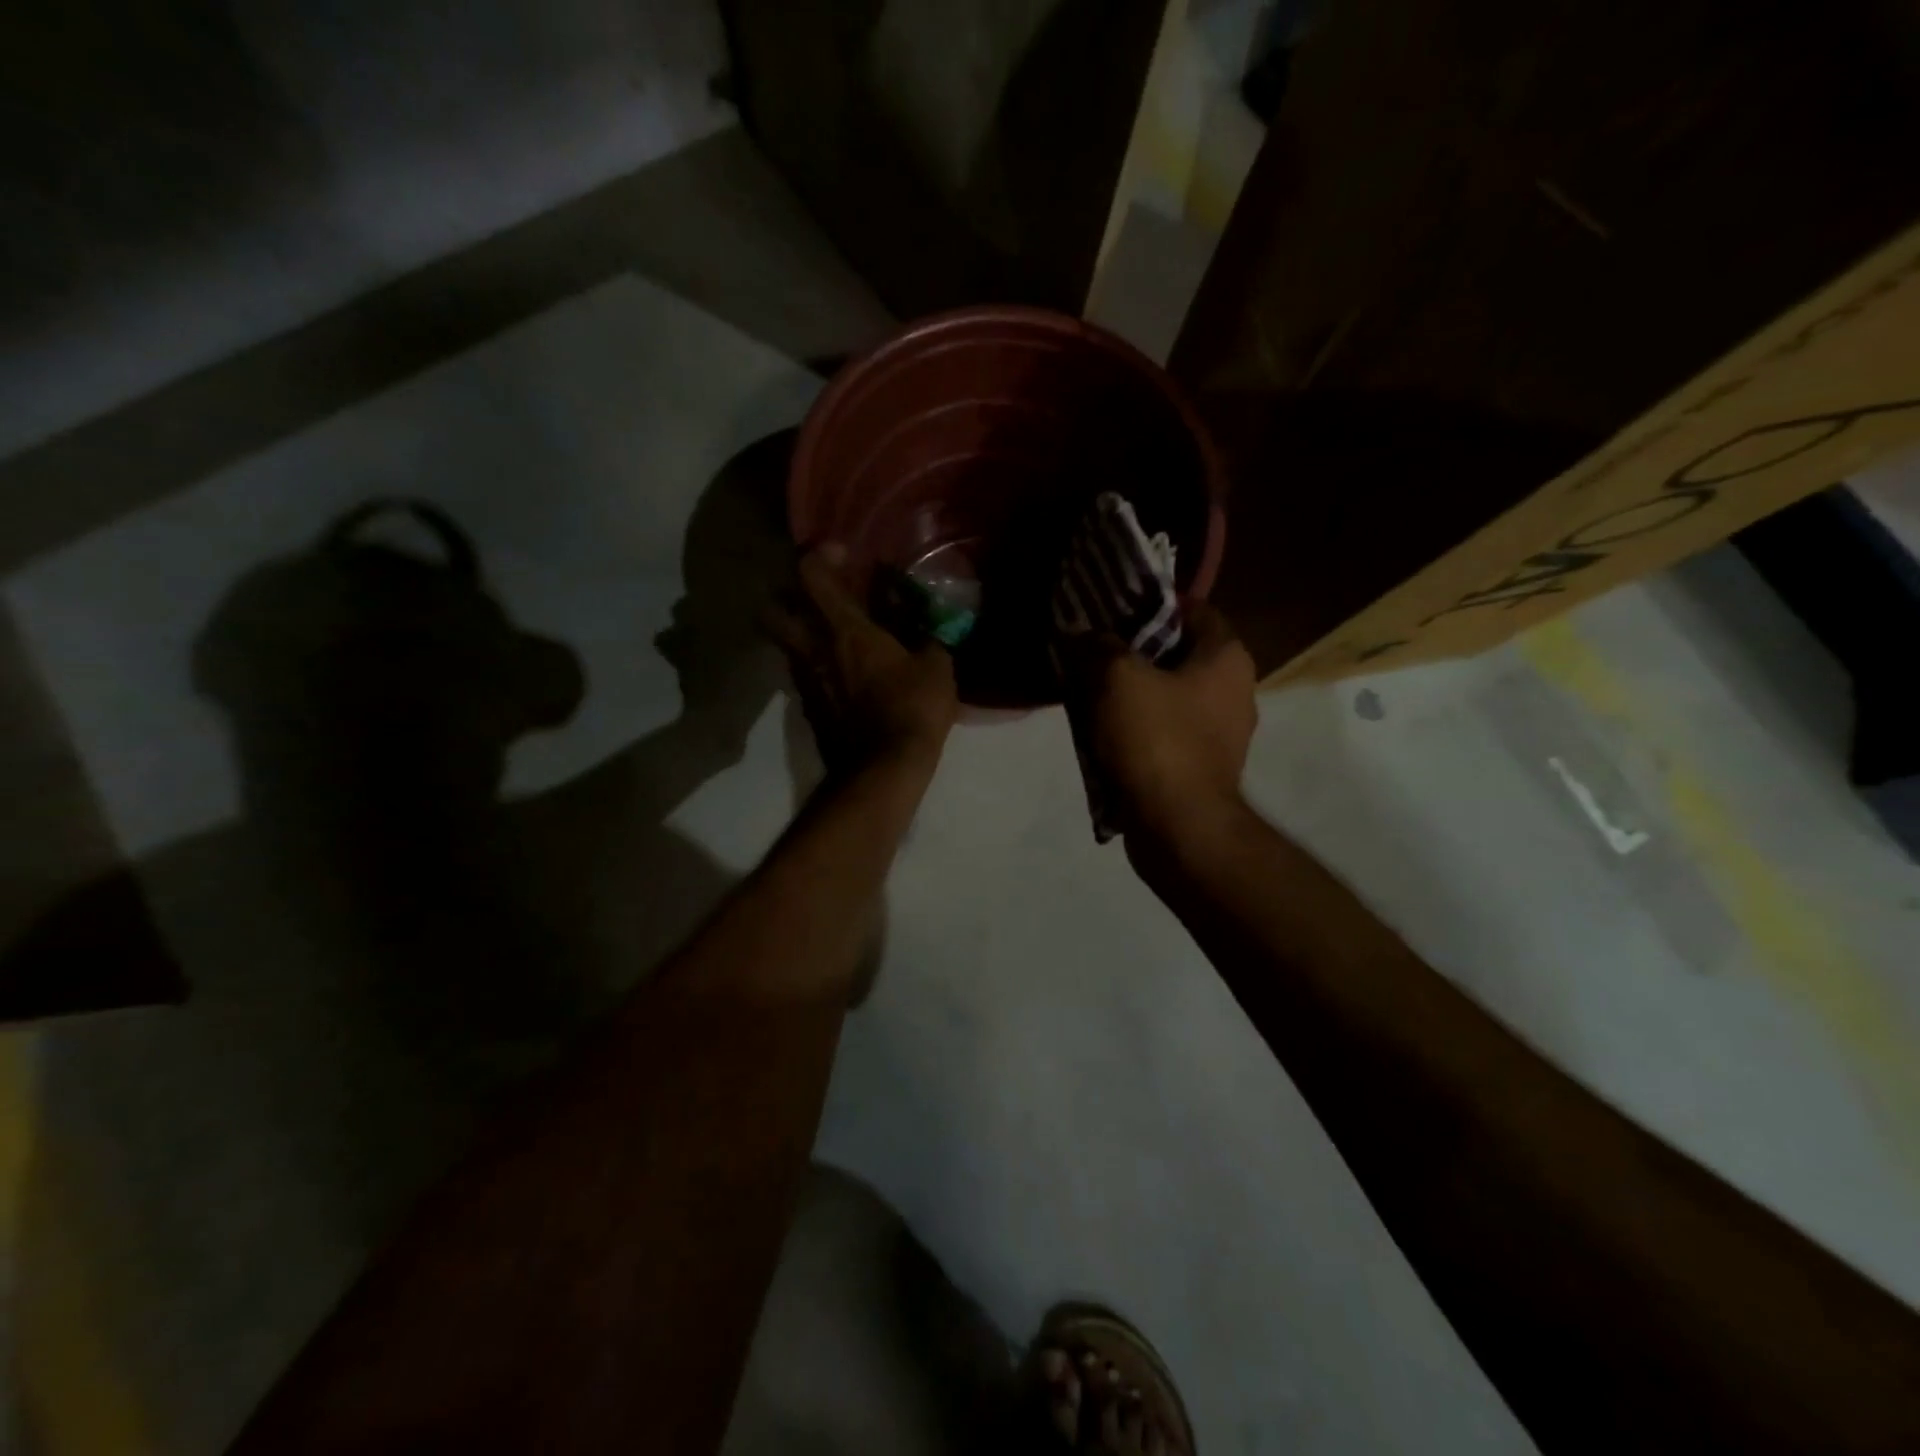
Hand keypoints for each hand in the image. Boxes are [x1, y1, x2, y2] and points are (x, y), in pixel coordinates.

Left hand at [765, 547, 958, 777]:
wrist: (883, 770)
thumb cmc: (912, 709)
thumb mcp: (936, 667)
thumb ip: (927, 636)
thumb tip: (924, 621)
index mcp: (845, 630)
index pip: (811, 575)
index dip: (818, 555)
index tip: (840, 554)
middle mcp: (814, 650)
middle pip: (772, 611)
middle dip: (784, 597)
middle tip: (814, 599)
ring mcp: (806, 682)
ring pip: (787, 646)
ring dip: (802, 635)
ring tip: (834, 641)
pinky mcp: (809, 711)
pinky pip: (804, 677)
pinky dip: (817, 669)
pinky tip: (843, 678)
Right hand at [1064, 602, 1256, 847]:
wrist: (1179, 827)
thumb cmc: (1156, 740)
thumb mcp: (1115, 678)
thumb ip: (1097, 647)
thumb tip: (1083, 636)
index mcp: (1226, 657)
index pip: (1193, 608)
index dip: (1151, 604)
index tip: (1111, 611)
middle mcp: (1234, 689)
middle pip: (1178, 653)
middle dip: (1134, 651)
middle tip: (1092, 651)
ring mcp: (1222, 732)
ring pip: (1168, 694)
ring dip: (1132, 692)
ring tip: (1089, 691)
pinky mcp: (1203, 766)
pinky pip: (1166, 731)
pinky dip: (1138, 727)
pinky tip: (1104, 732)